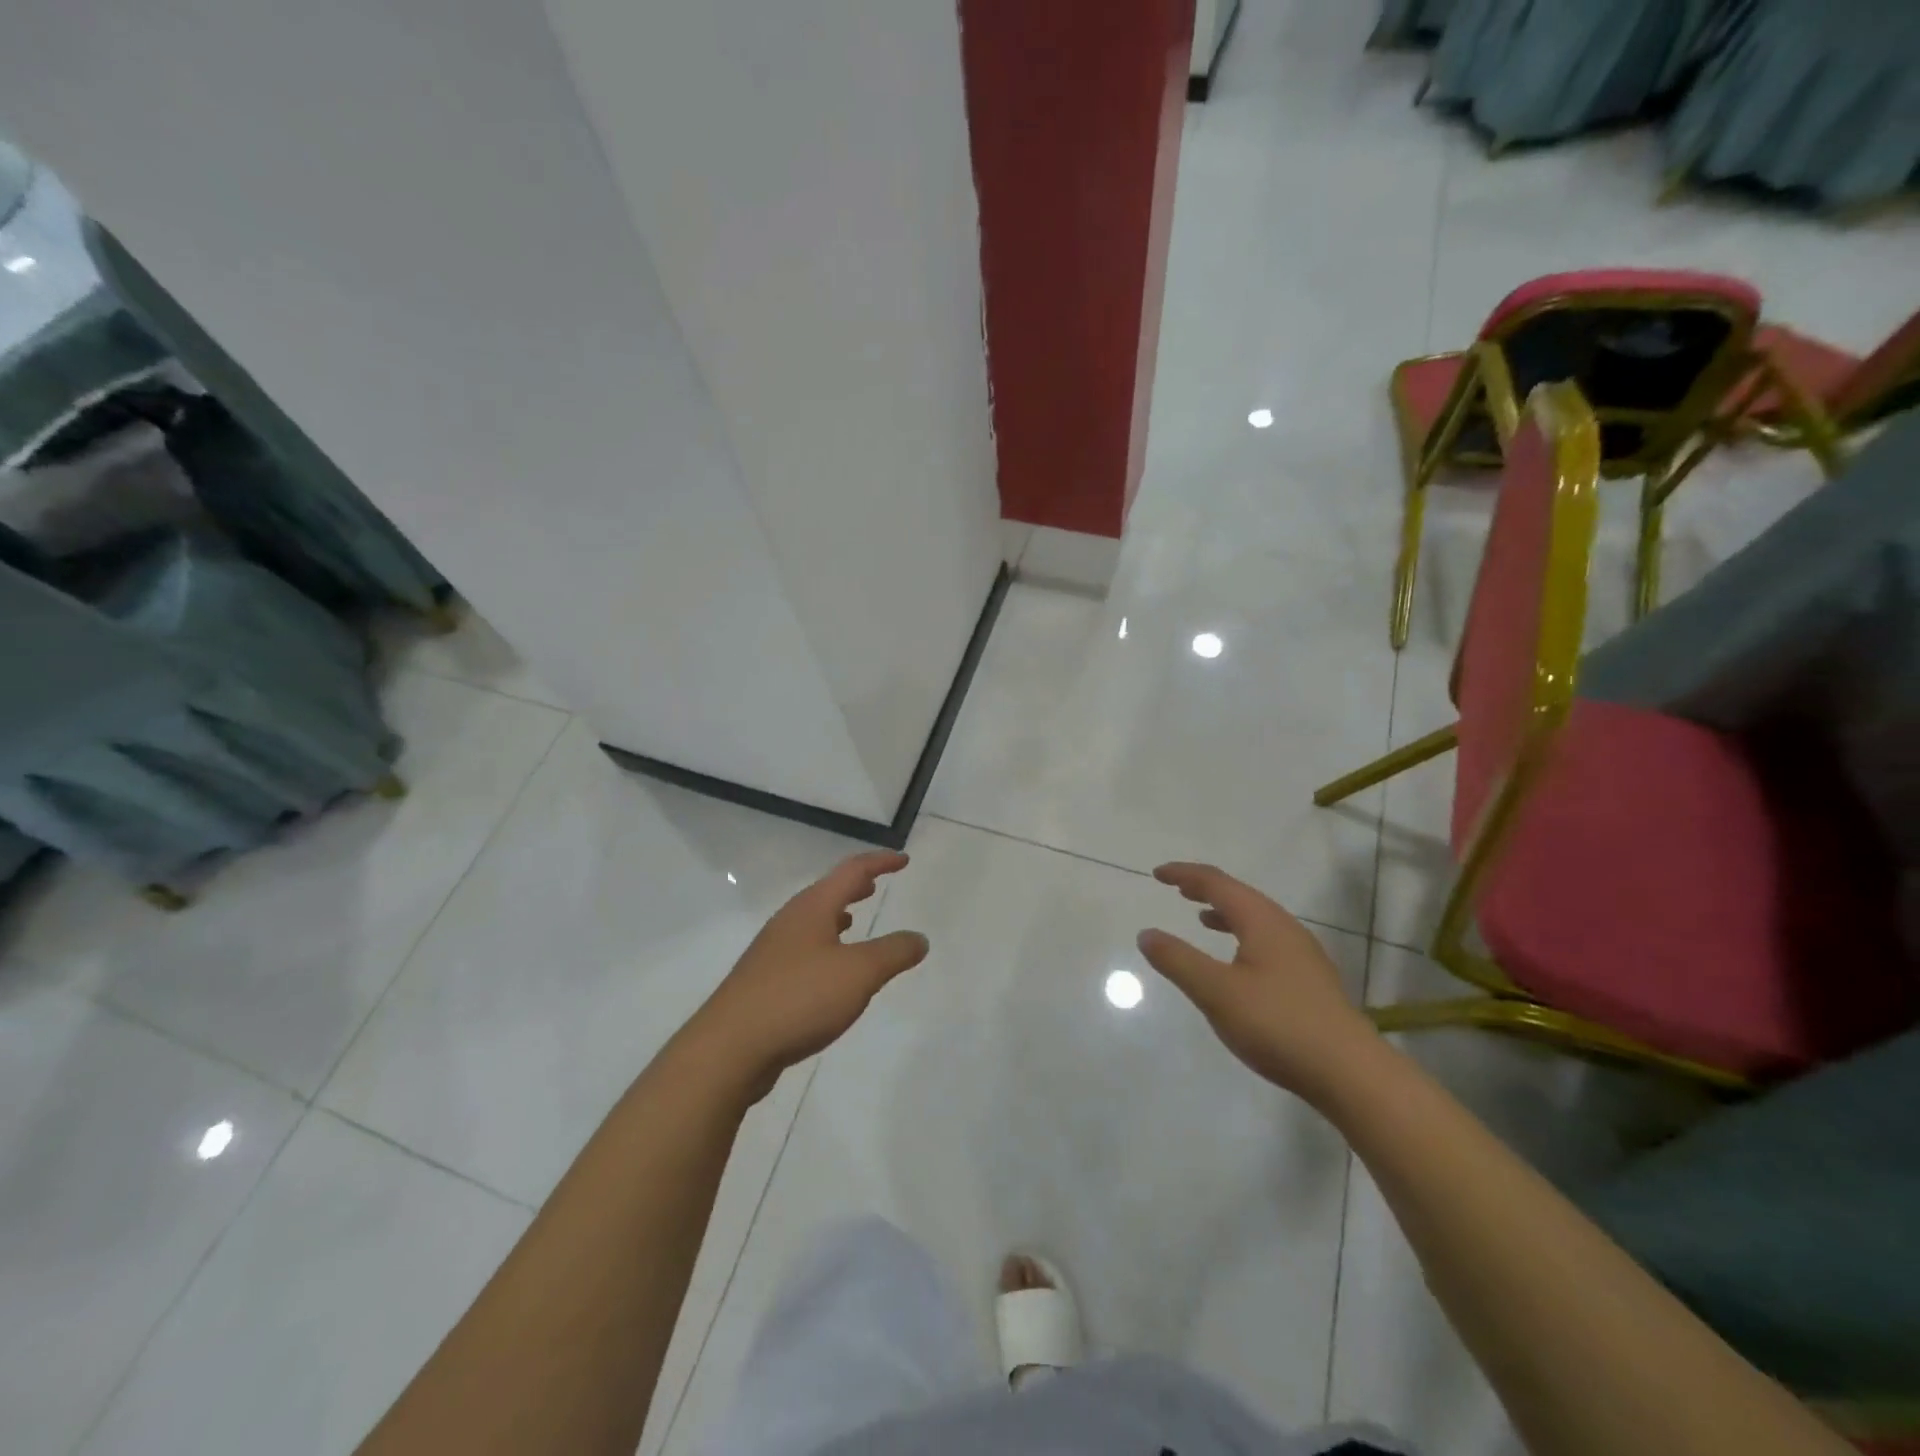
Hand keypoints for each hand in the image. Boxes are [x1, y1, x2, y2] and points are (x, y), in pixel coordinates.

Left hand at [688, 850, 928, 1100]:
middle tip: (875, 884)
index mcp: (812, 908)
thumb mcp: (859, 973)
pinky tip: (828, 969)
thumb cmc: (799, 998)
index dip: (880, 862)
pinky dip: (824, 944)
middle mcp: (790, 921)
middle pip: (827, 892)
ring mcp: (772, 951)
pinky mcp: (764, 981)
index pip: (851, 871)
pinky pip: (803, 949)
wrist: (730, 1048)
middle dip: (854, 886)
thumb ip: (893, 952)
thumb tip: (919, 938)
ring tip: (854, 918)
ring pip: (812, 921)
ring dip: (836, 915)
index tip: (903, 860)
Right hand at [1138, 862, 1380, 1101]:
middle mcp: (1285, 928)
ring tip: (1202, 917)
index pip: (1217, 883)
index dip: (1185, 874)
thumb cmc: (1278, 1024)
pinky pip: (1267, 940)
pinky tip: (1237, 962)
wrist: (1350, 1073)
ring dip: (1225, 912)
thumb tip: (1147, 934)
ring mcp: (1303, 954)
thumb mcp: (1216, 992)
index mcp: (1262, 921)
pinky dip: (1241, 936)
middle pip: (1240, 895)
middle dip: (1206, 888)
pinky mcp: (1310, 980)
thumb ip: (1178, 960)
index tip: (1157, 873)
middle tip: (1177, 888)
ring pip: (1257, 919)